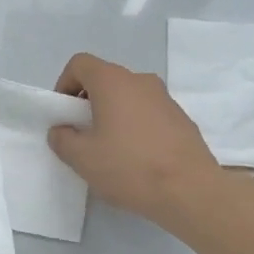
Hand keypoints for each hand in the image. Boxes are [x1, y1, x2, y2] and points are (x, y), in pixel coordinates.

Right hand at [47, 52, 221, 228]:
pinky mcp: (181, 118)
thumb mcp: (82, 158)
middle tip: (83, 134)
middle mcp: (140, 80)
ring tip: (110, 149)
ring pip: (128, 96)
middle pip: (105, 79)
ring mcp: (165, 98)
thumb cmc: (130, 167)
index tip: (64, 114)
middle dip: (88, 102)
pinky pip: (148, 112)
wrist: (190, 190)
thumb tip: (62, 130)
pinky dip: (135, 125)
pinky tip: (137, 158)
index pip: (80, 63)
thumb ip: (62, 139)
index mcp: (113, 81)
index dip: (64, 84)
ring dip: (113, 114)